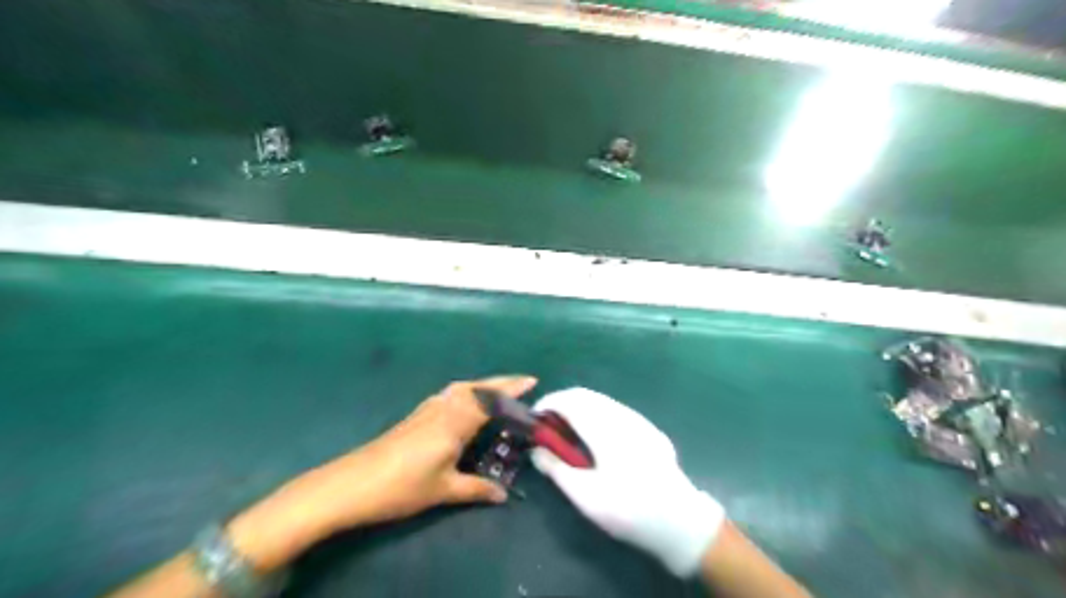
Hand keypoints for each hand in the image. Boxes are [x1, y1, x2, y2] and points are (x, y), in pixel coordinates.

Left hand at [227, 374, 537, 568]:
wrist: (351, 484)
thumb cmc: (402, 486)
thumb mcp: (444, 490)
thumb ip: (476, 489)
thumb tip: (502, 494)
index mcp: (455, 421)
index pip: (491, 399)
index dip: (512, 388)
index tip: (532, 380)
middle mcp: (443, 408)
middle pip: (476, 387)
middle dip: (500, 382)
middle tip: (521, 384)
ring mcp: (426, 409)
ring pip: (461, 389)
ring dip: (482, 386)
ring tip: (497, 393)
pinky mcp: (415, 416)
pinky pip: (449, 395)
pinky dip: (466, 393)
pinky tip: (464, 406)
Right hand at [533, 391, 724, 575]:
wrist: (679, 521)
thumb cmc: (628, 509)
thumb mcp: (585, 496)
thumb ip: (556, 468)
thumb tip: (535, 449)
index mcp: (604, 427)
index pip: (569, 400)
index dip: (547, 404)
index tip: (533, 419)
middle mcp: (621, 415)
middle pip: (584, 395)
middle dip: (561, 403)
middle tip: (547, 426)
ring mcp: (638, 420)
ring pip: (601, 400)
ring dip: (579, 407)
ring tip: (568, 432)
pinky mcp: (649, 429)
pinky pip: (615, 410)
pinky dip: (596, 414)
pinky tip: (596, 438)